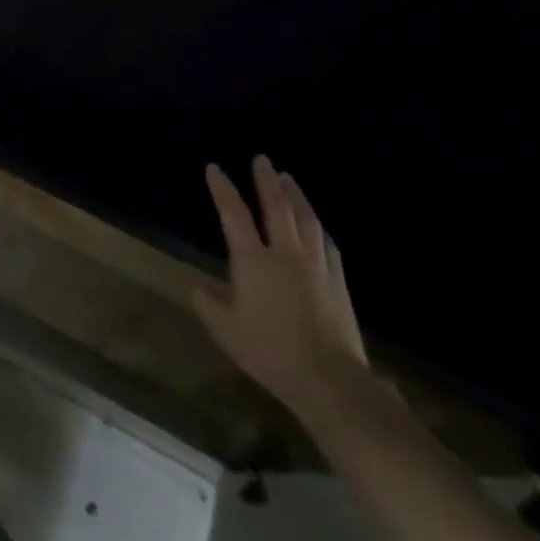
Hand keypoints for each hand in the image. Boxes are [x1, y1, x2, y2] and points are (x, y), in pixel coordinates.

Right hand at [193, 157, 370, 426]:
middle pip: (277, 207)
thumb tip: (201, 288)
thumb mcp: (224, 330)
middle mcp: (286, 254)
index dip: (222, 189)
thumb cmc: (269, 351)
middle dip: (267, 181)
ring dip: (296, 196)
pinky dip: (318, 227)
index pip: (233, 214)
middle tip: (262, 160)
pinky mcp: (338, 283)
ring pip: (307, 220)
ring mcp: (317, 266)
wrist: (330, 380)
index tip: (214, 168)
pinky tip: (317, 225)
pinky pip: (327, 244)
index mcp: (253, 261)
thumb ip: (208, 303)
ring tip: (288, 180)